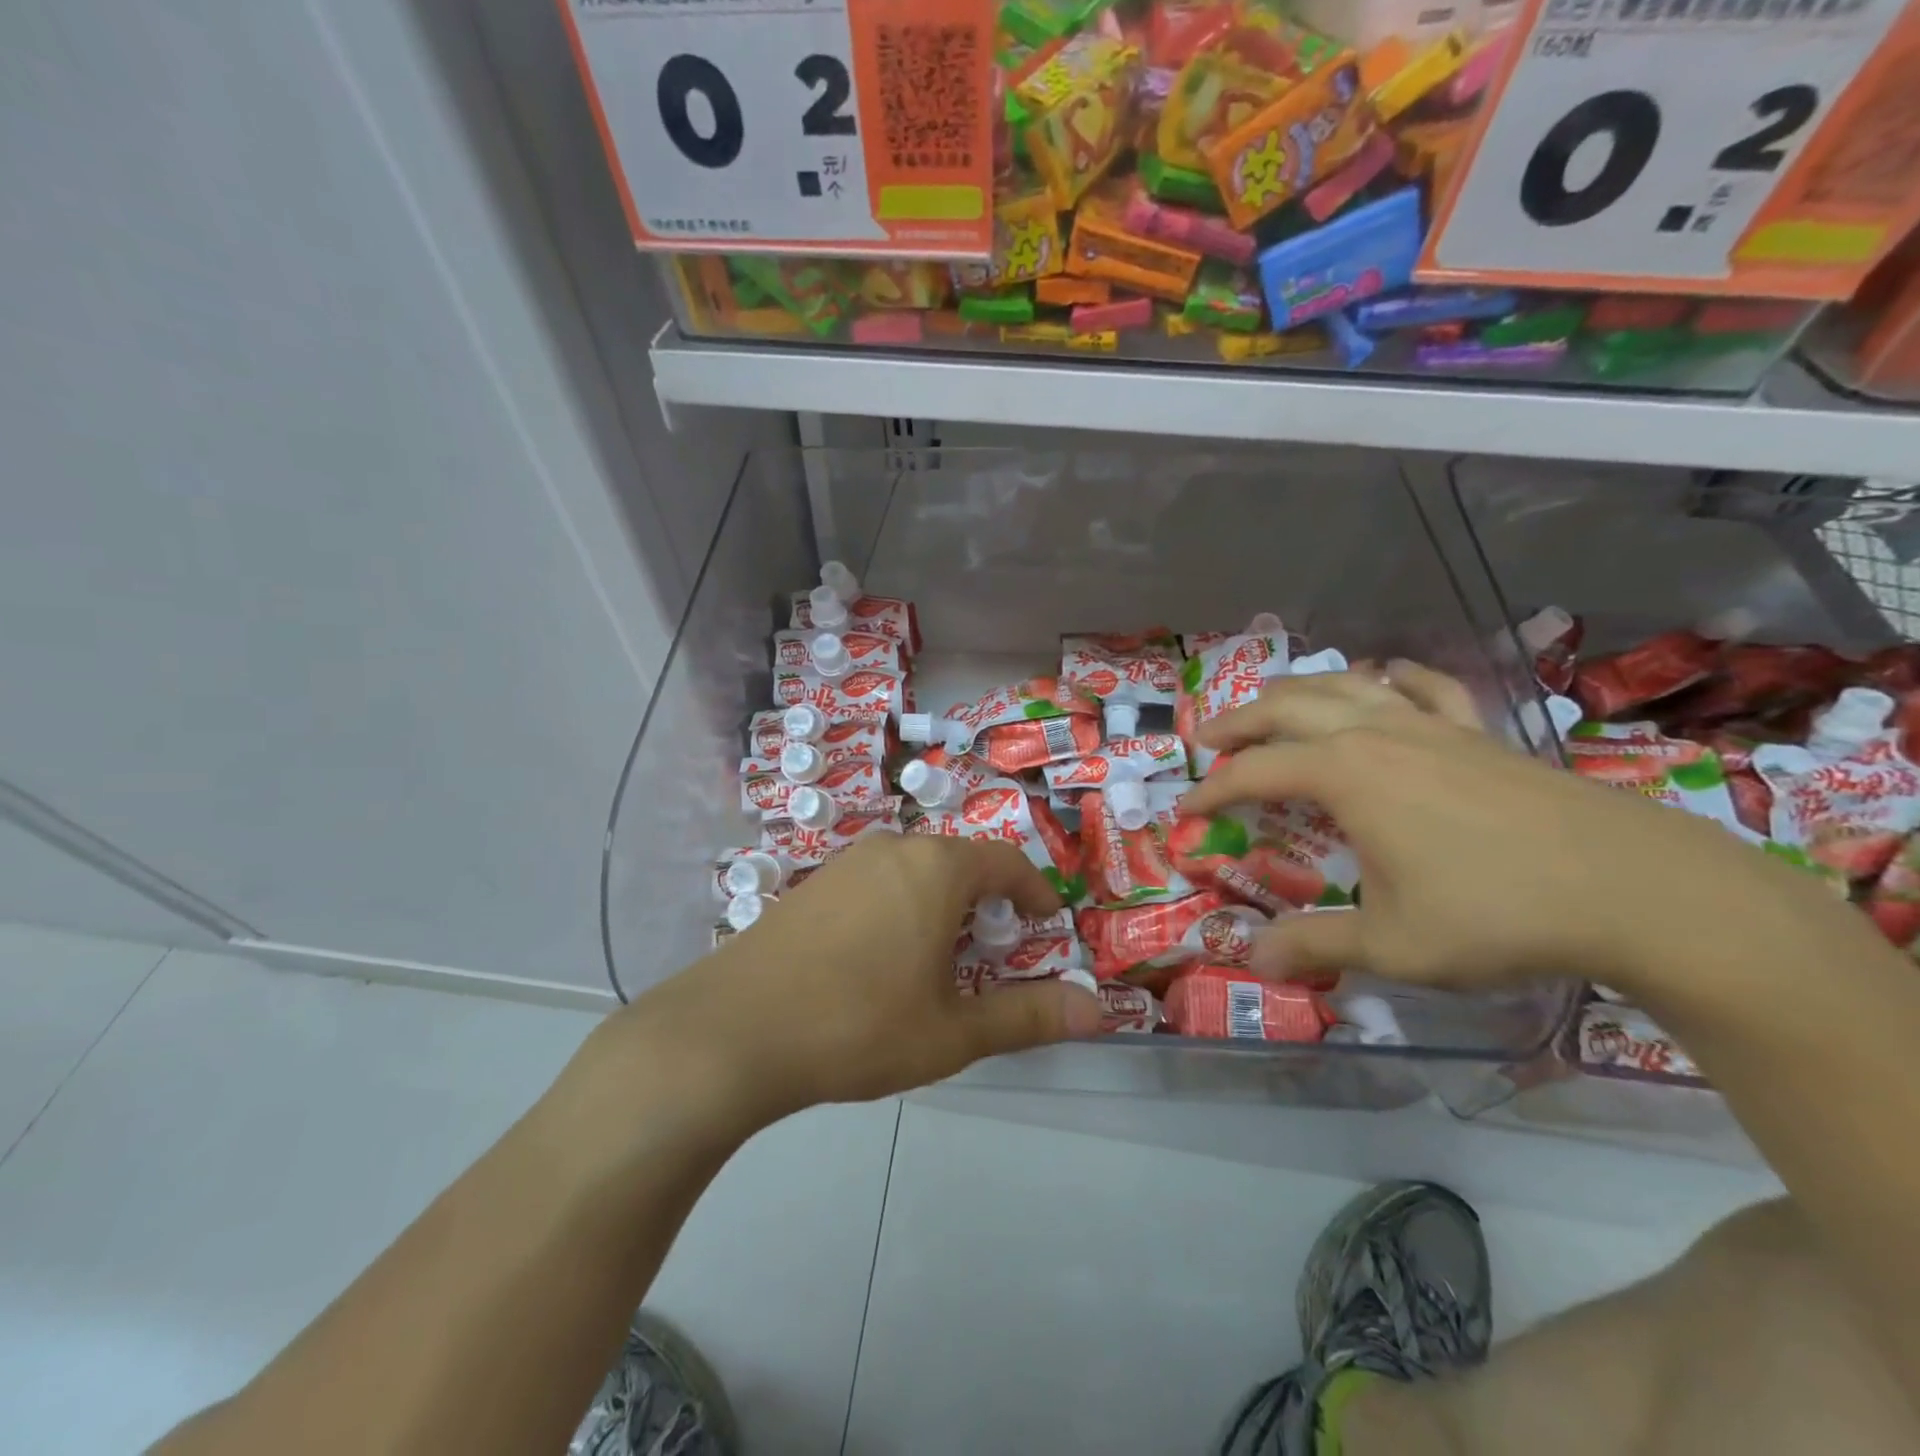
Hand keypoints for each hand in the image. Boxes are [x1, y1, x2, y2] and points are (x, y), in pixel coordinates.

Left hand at [615, 833, 1101, 1120]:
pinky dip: (899, 910)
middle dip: (985, 904)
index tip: (1046, 922)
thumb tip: (1099, 1011)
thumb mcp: (952, 1030)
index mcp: (935, 868)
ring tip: (939, 962)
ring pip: (914, 873)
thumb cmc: (858, 1026)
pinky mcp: (811, 885)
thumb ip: (1028, 1016)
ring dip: (940, 907)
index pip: (1004, 862)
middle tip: (993, 953)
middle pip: (958, 863)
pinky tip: (879, 962)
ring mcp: (845, 863)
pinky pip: (875, 884)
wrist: (732, 1031)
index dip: (1033, 891)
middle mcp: (893, 849)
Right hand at [1179, 663, 1838, 995]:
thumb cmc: (1496, 913)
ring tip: (1271, 705)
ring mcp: (1431, 725)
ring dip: (1297, 691)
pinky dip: (1392, 678)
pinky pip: (1424, 687)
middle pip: (1287, 708)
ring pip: (1346, 684)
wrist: (1634, 889)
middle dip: (1238, 722)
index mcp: (1345, 775)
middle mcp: (1376, 734)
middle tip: (1207, 740)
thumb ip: (1315, 945)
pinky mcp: (1478, 732)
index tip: (1185, 808)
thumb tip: (1252, 960)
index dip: (1212, 788)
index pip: (1254, 771)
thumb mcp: (1393, 944)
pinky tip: (1384, 678)